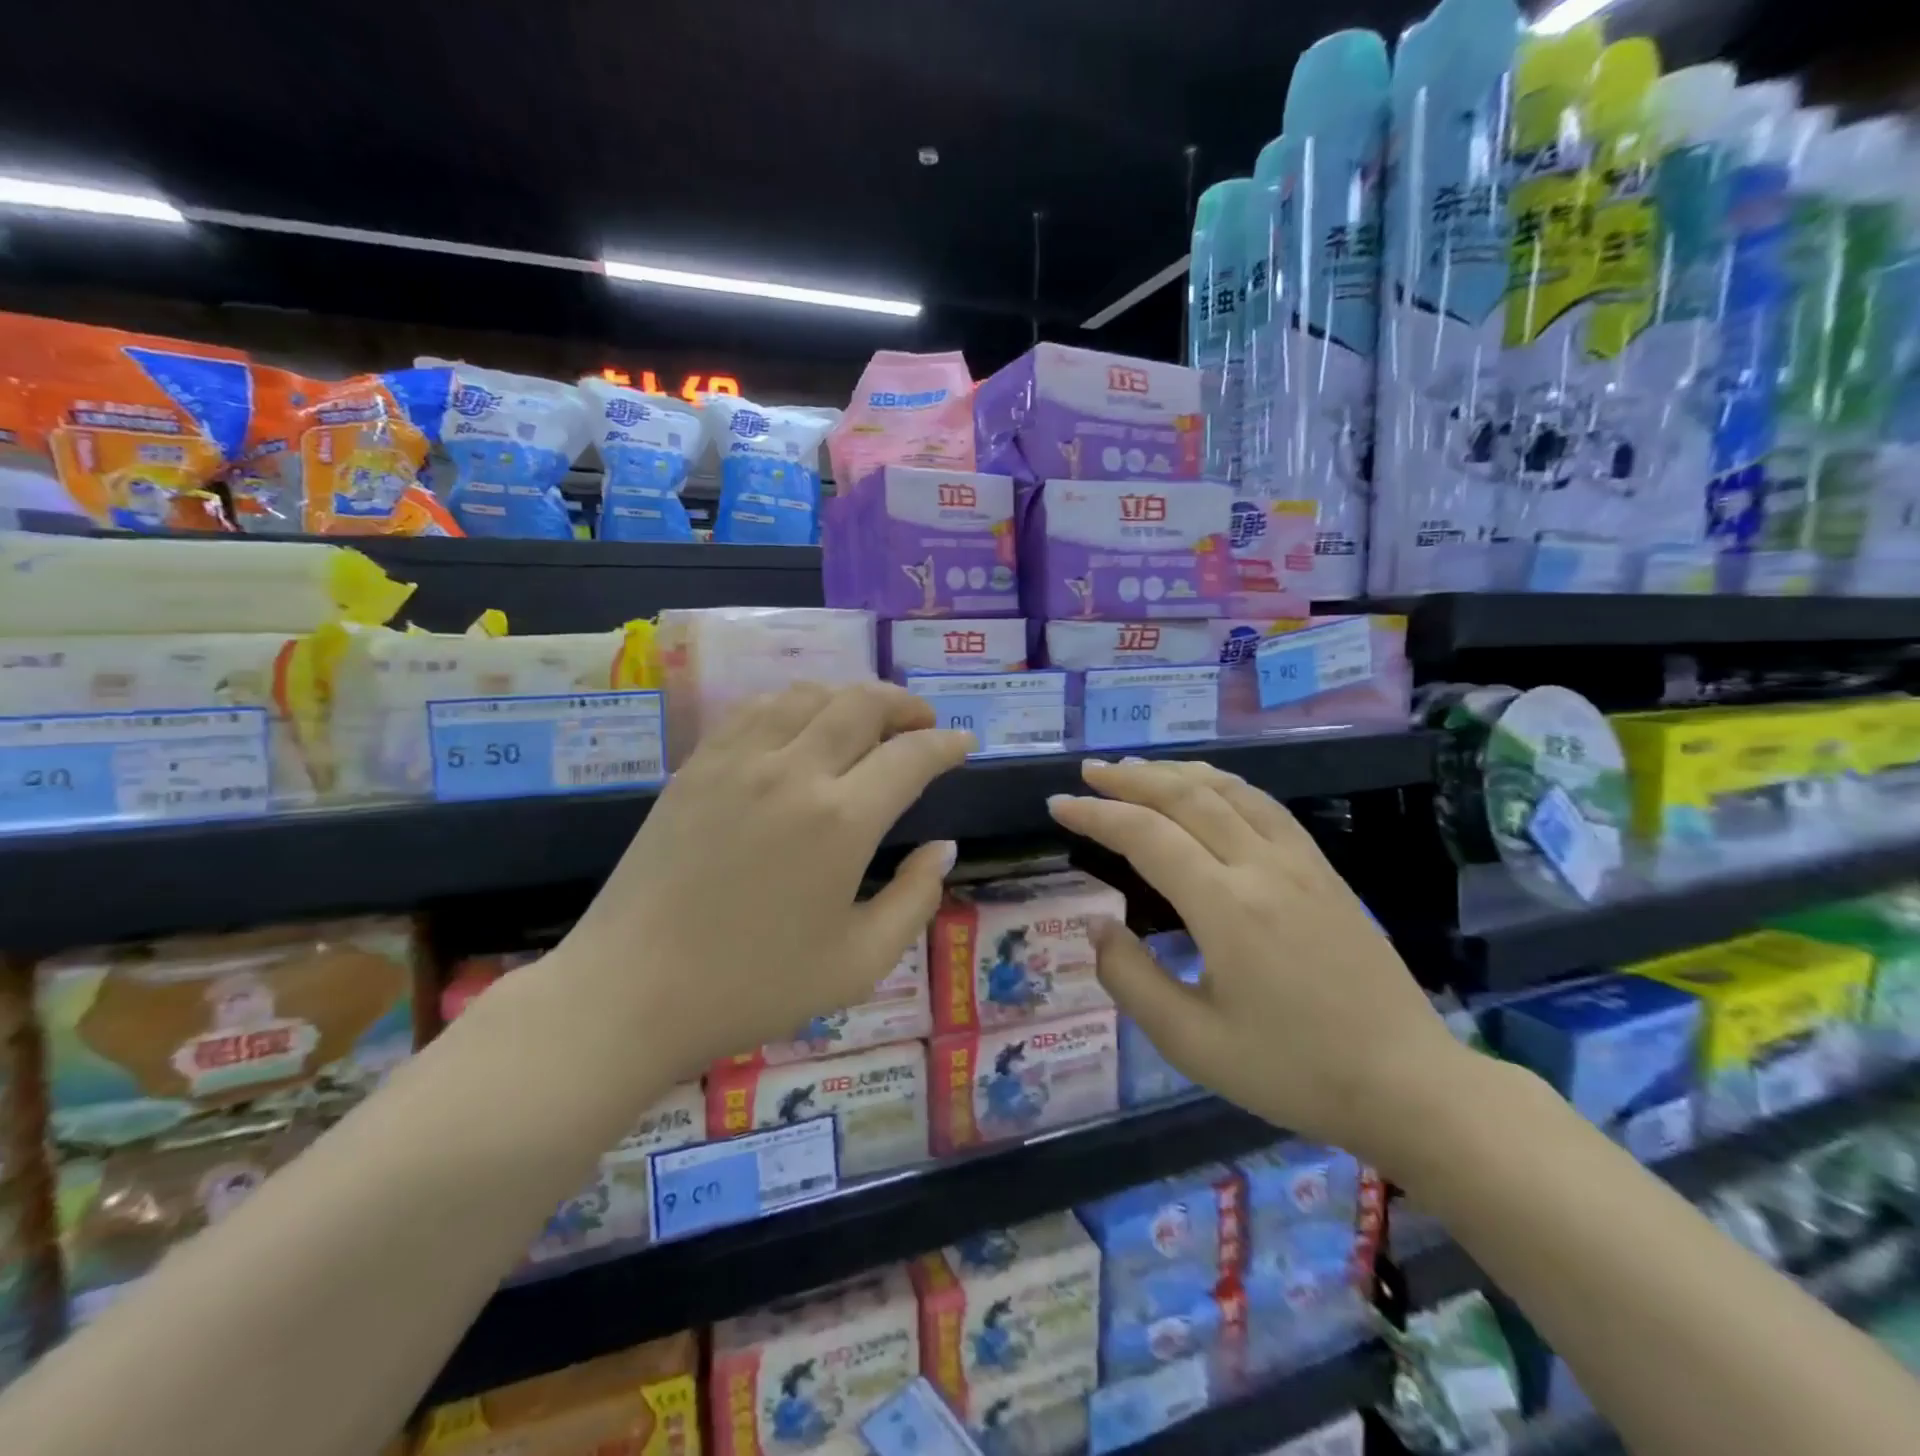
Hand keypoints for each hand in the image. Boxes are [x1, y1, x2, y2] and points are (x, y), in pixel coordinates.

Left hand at [556, 683, 972, 1081]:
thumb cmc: (753, 987)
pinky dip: (795, 704)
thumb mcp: (858, 963)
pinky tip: (801, 726)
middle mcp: (793, 772)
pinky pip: (756, 709)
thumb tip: (942, 849)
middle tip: (922, 724)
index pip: (911, 757)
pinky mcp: (697, 765)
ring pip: (808, 694)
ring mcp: (738, 761)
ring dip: (850, 697)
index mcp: (841, 821)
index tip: (965, 743)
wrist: (631, 992)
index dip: (947, 744)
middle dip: (904, 705)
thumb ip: (915, 900)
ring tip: (867, 721)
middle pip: (862, 703)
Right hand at [1047, 758, 1469, 1176]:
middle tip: (1088, 772)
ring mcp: (1300, 863)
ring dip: (1175, 772)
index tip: (1058, 804)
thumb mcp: (1193, 1044)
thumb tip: (1096, 925)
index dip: (1096, 814)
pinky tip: (1208, 789)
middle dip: (1131, 778)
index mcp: (1227, 908)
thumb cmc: (1294, 1071)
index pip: (1147, 836)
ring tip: (1136, 769)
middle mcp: (1262, 867)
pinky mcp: (1324, 870)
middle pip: (1186, 797)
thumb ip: (1131, 980)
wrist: (1409, 1084)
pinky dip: (1222, 785)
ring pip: (1229, 791)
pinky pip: (1264, 806)